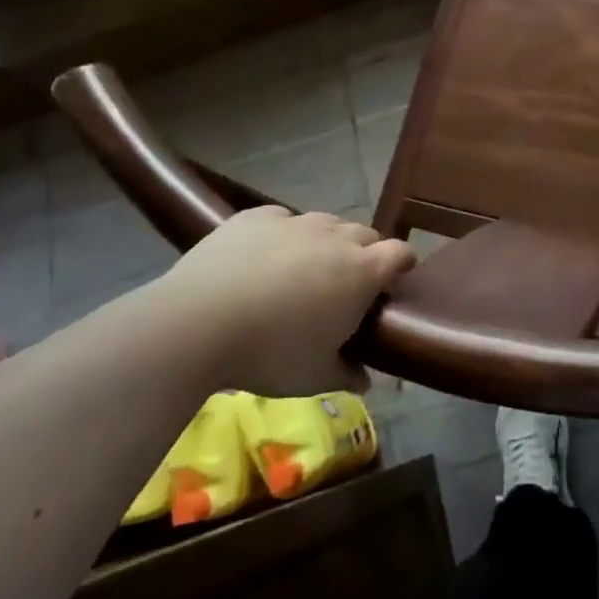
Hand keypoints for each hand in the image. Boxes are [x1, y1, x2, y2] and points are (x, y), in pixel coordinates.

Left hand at [148, 207, 414, 395]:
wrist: (197, 324)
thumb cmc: (270, 354)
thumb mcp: (314, 376)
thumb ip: (346, 374)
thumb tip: (367, 381)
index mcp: (362, 272)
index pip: (400, 253)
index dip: (402, 265)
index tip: (393, 282)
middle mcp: (336, 237)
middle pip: (365, 234)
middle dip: (364, 254)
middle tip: (345, 285)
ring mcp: (295, 222)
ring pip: (325, 223)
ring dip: (324, 242)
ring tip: (302, 270)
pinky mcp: (256, 216)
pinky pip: (282, 219)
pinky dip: (282, 235)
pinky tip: (262, 258)